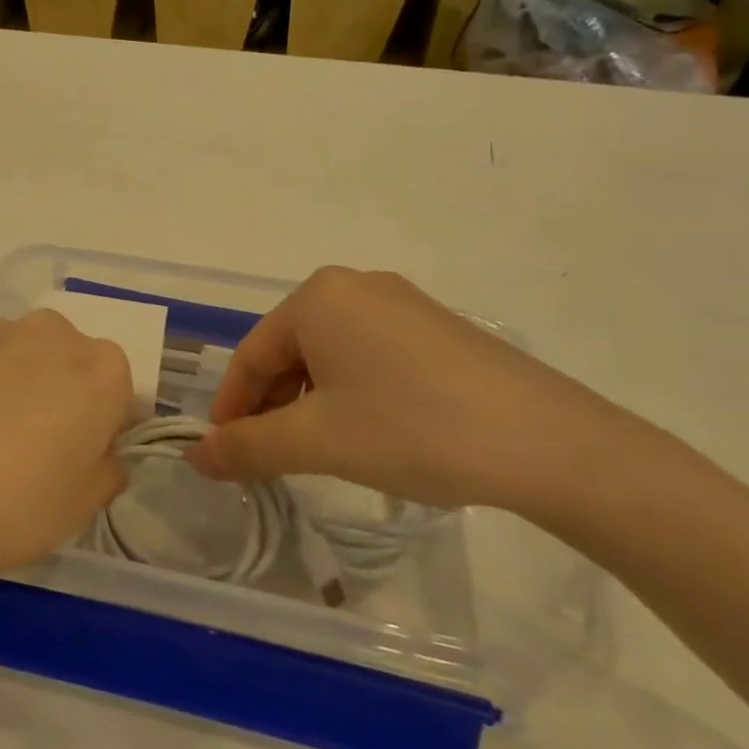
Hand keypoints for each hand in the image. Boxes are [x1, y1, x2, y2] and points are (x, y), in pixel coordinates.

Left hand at [0, 312, 134, 600]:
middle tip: (32, 453)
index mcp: (100, 369)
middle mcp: (51, 335)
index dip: (102, 428)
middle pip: (70, 364)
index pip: (120, 392)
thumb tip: (99, 454)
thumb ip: (106, 472)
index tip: (78, 461)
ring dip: (14, 389)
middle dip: (61, 398)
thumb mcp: (81, 507)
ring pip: (20, 360)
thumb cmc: (10, 503)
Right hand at [189, 268, 645, 515]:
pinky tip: (368, 434)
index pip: (250, 355)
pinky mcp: (437, 330)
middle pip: (288, 352)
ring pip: (329, 356)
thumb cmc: (413, 429)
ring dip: (309, 404)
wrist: (550, 444)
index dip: (231, 408)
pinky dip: (351, 395)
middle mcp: (355, 287)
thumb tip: (197, 457)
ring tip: (318, 453)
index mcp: (317, 297)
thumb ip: (248, 447)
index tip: (223, 455)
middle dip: (271, 407)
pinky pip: (369, 357)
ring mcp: (402, 305)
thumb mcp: (317, 441)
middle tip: (270, 461)